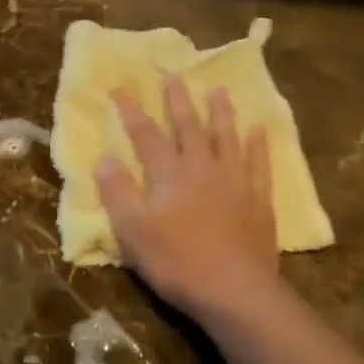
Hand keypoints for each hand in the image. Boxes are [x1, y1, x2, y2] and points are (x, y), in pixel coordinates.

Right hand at [95, 75, 278, 318]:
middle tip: (173, 74)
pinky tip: (258, 130)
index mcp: (169, 175)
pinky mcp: (259, 200)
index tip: (121, 87)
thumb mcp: (133, 232)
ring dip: (221, 113)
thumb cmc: (176, 262)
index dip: (132, 112)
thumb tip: (104, 157)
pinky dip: (257, 145)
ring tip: (219, 90)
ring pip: (227, 137)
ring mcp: (236, 182)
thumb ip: (118, 193)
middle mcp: (203, 168)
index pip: (146, 135)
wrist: (234, 289)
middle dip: (177, 101)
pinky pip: (259, 163)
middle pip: (188, 128)